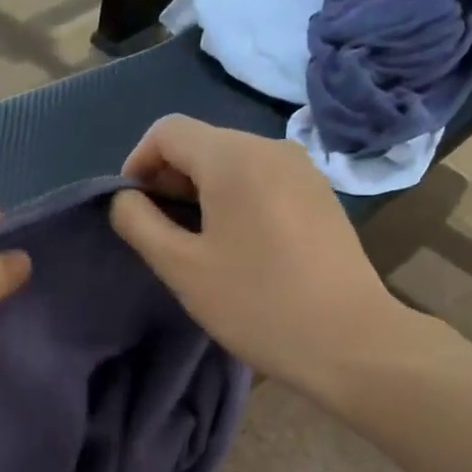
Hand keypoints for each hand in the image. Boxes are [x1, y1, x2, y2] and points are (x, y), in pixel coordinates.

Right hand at [109, 117, 415, 398]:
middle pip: (201, 143)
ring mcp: (302, 168)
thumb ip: (139, 223)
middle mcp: (271, 147)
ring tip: (195, 242)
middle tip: (159, 233)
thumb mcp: (182, 267)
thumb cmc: (256, 303)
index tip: (131, 210)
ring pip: (232, 161)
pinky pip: (261, 179)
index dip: (137, 164)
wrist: (349, 341)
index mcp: (234, 157)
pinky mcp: (319, 194)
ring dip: (200, 191)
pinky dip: (234, 198)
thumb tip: (122, 198)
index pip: (167, 131)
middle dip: (168, 179)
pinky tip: (237, 244)